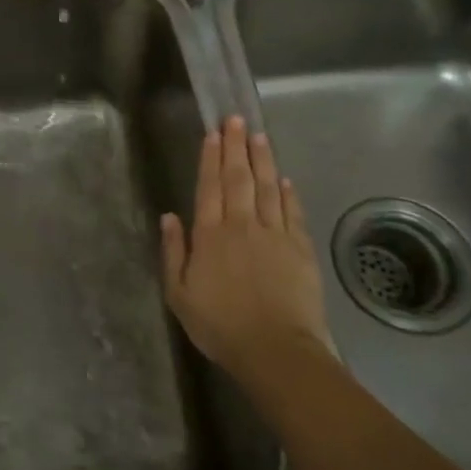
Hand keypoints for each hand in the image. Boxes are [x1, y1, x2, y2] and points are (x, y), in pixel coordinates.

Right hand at [160, 117, 334, 376]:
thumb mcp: (179, 294)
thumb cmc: (220, 325)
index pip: (209, 186)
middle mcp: (242, 225)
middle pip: (238, 178)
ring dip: (263, 160)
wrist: (276, 350)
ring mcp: (275, 235)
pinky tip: (285, 179)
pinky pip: (293, 212)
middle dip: (235, 147)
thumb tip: (170, 216)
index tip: (213, 133)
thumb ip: (174, 252)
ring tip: (259, 136)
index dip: (210, 158)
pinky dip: (288, 193)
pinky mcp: (301, 249)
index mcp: (210, 235)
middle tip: (235, 119)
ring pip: (267, 188)